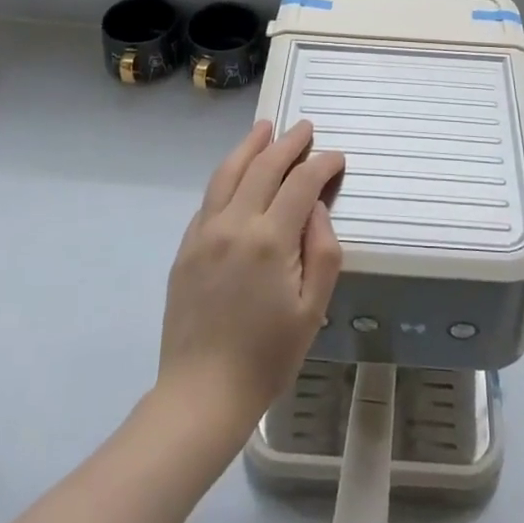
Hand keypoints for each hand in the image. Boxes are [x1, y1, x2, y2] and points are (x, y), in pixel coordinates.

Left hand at [156, 120, 343, 444]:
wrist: (201, 393)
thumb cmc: (268, 356)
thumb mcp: (312, 309)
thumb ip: (323, 251)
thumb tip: (317, 208)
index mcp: (270, 240)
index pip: (301, 184)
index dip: (322, 165)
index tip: (337, 158)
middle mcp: (235, 224)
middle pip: (263, 167)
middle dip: (288, 144)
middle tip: (305, 129)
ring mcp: (205, 233)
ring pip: (228, 173)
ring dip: (250, 146)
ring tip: (265, 129)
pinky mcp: (186, 247)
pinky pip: (209, 198)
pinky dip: (227, 176)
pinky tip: (237, 174)